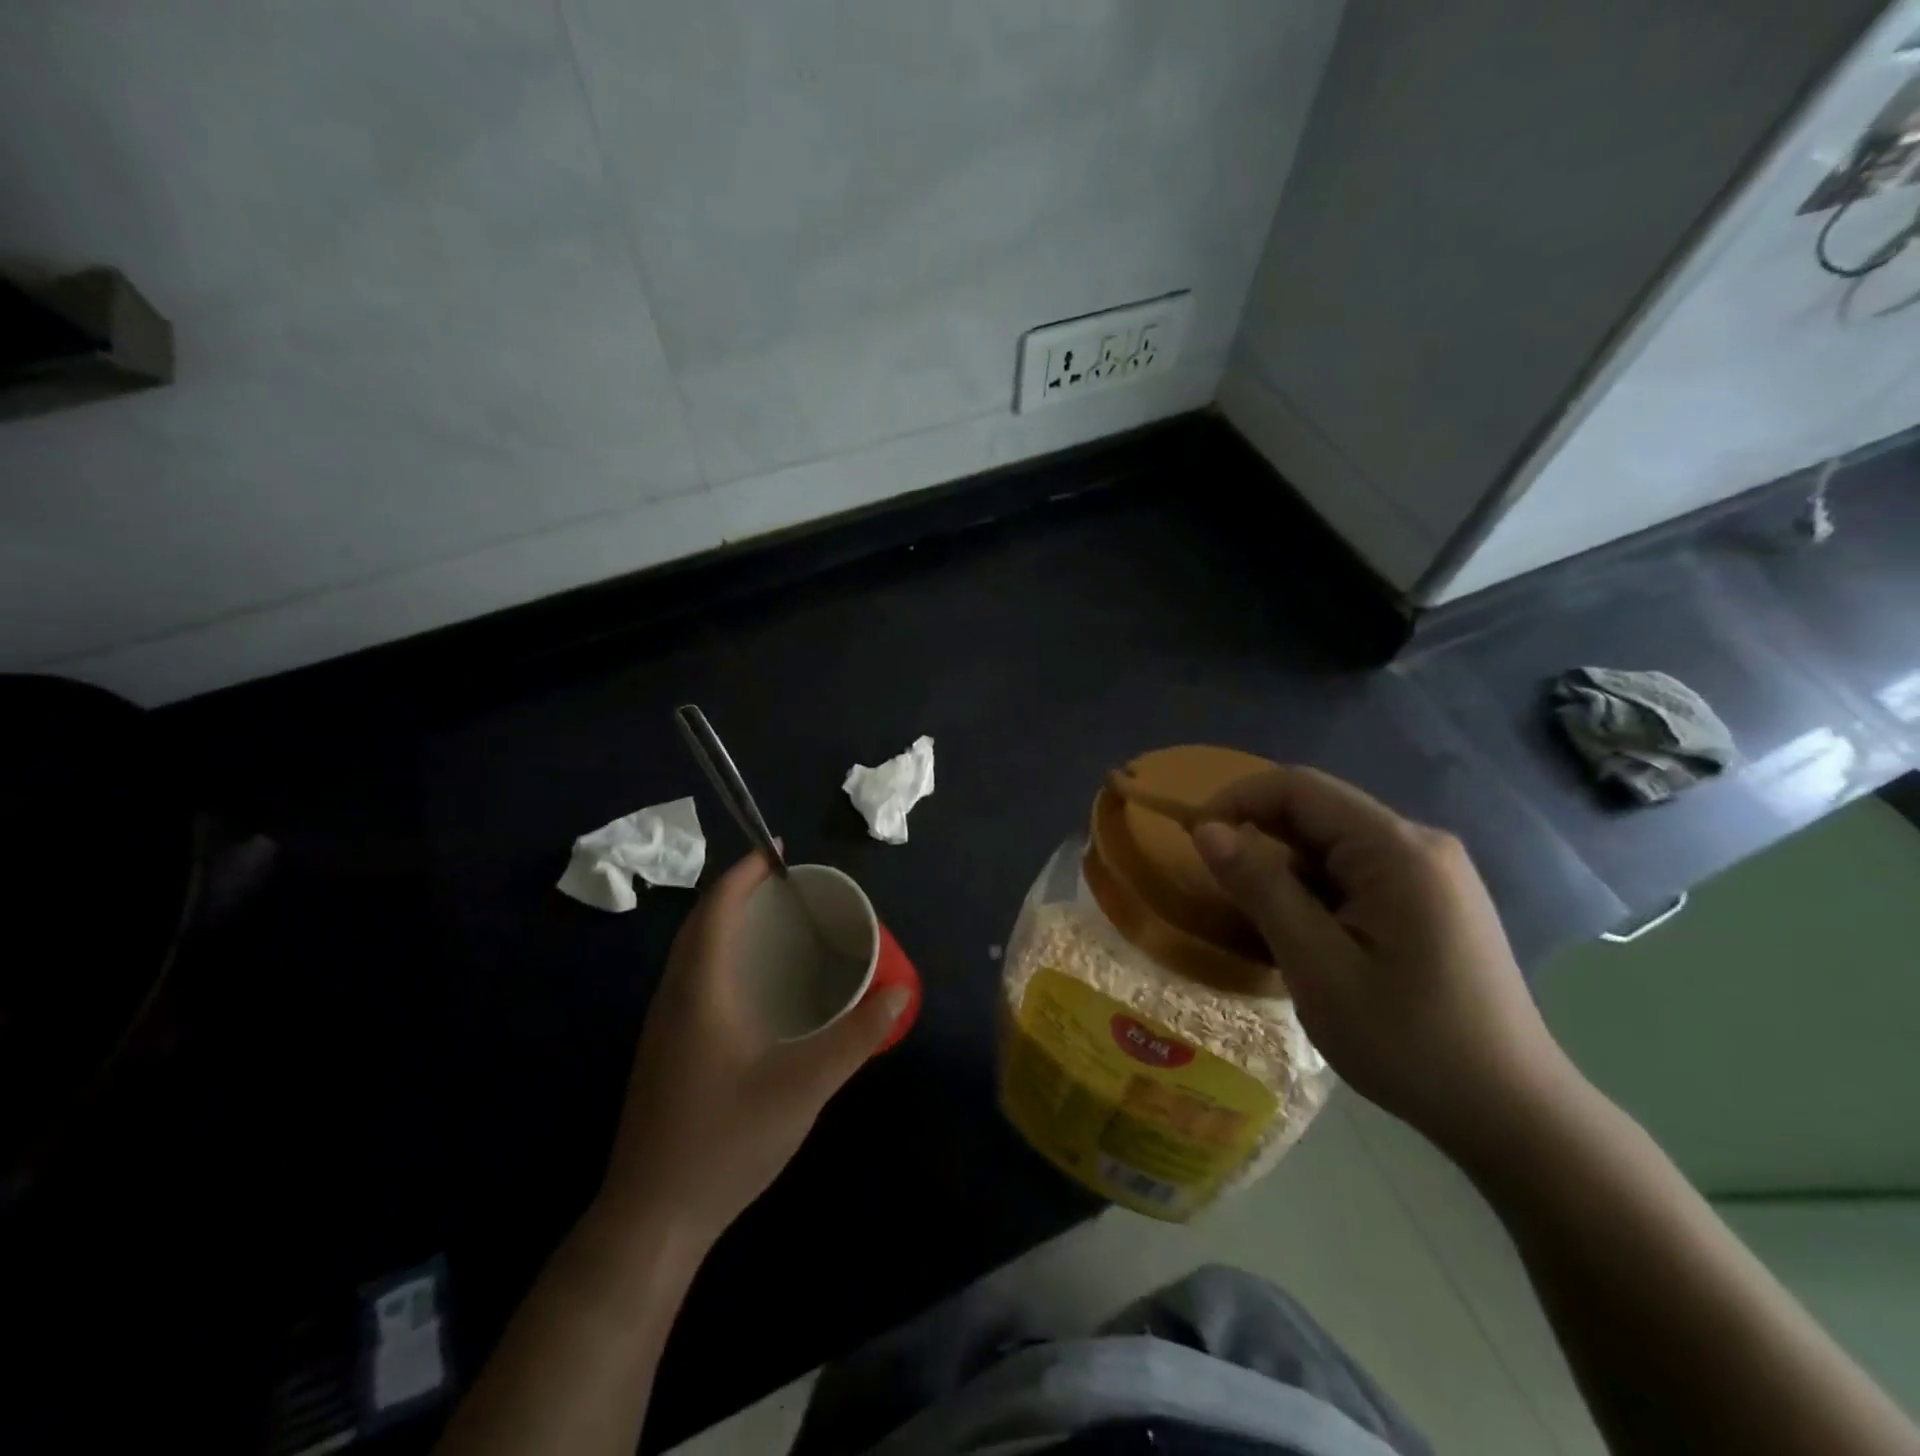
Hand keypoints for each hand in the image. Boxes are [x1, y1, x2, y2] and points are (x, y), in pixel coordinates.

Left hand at [599, 850, 909, 1244]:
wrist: (652, 1217)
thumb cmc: (727, 1140)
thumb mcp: (804, 1087)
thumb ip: (855, 1037)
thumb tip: (898, 993)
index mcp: (700, 990)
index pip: (717, 908)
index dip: (744, 872)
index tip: (777, 851)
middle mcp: (674, 996)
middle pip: (700, 923)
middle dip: (737, 891)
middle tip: (784, 885)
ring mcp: (663, 1026)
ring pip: (692, 952)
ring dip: (726, 923)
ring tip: (772, 922)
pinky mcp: (665, 1050)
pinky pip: (692, 978)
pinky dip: (721, 955)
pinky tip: (753, 984)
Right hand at [1191, 767, 1573, 1156]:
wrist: (1512, 1113)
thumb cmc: (1408, 1041)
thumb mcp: (1317, 966)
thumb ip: (1261, 888)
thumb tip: (1207, 829)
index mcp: (1397, 849)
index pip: (1299, 788)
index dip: (1236, 799)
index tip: (1194, 840)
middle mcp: (1419, 843)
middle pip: (1318, 810)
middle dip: (1259, 835)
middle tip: (1219, 886)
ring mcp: (1432, 871)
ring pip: (1334, 842)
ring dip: (1287, 866)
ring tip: (1261, 919)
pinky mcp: (1433, 898)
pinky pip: (1357, 870)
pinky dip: (1316, 888)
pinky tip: (1308, 934)